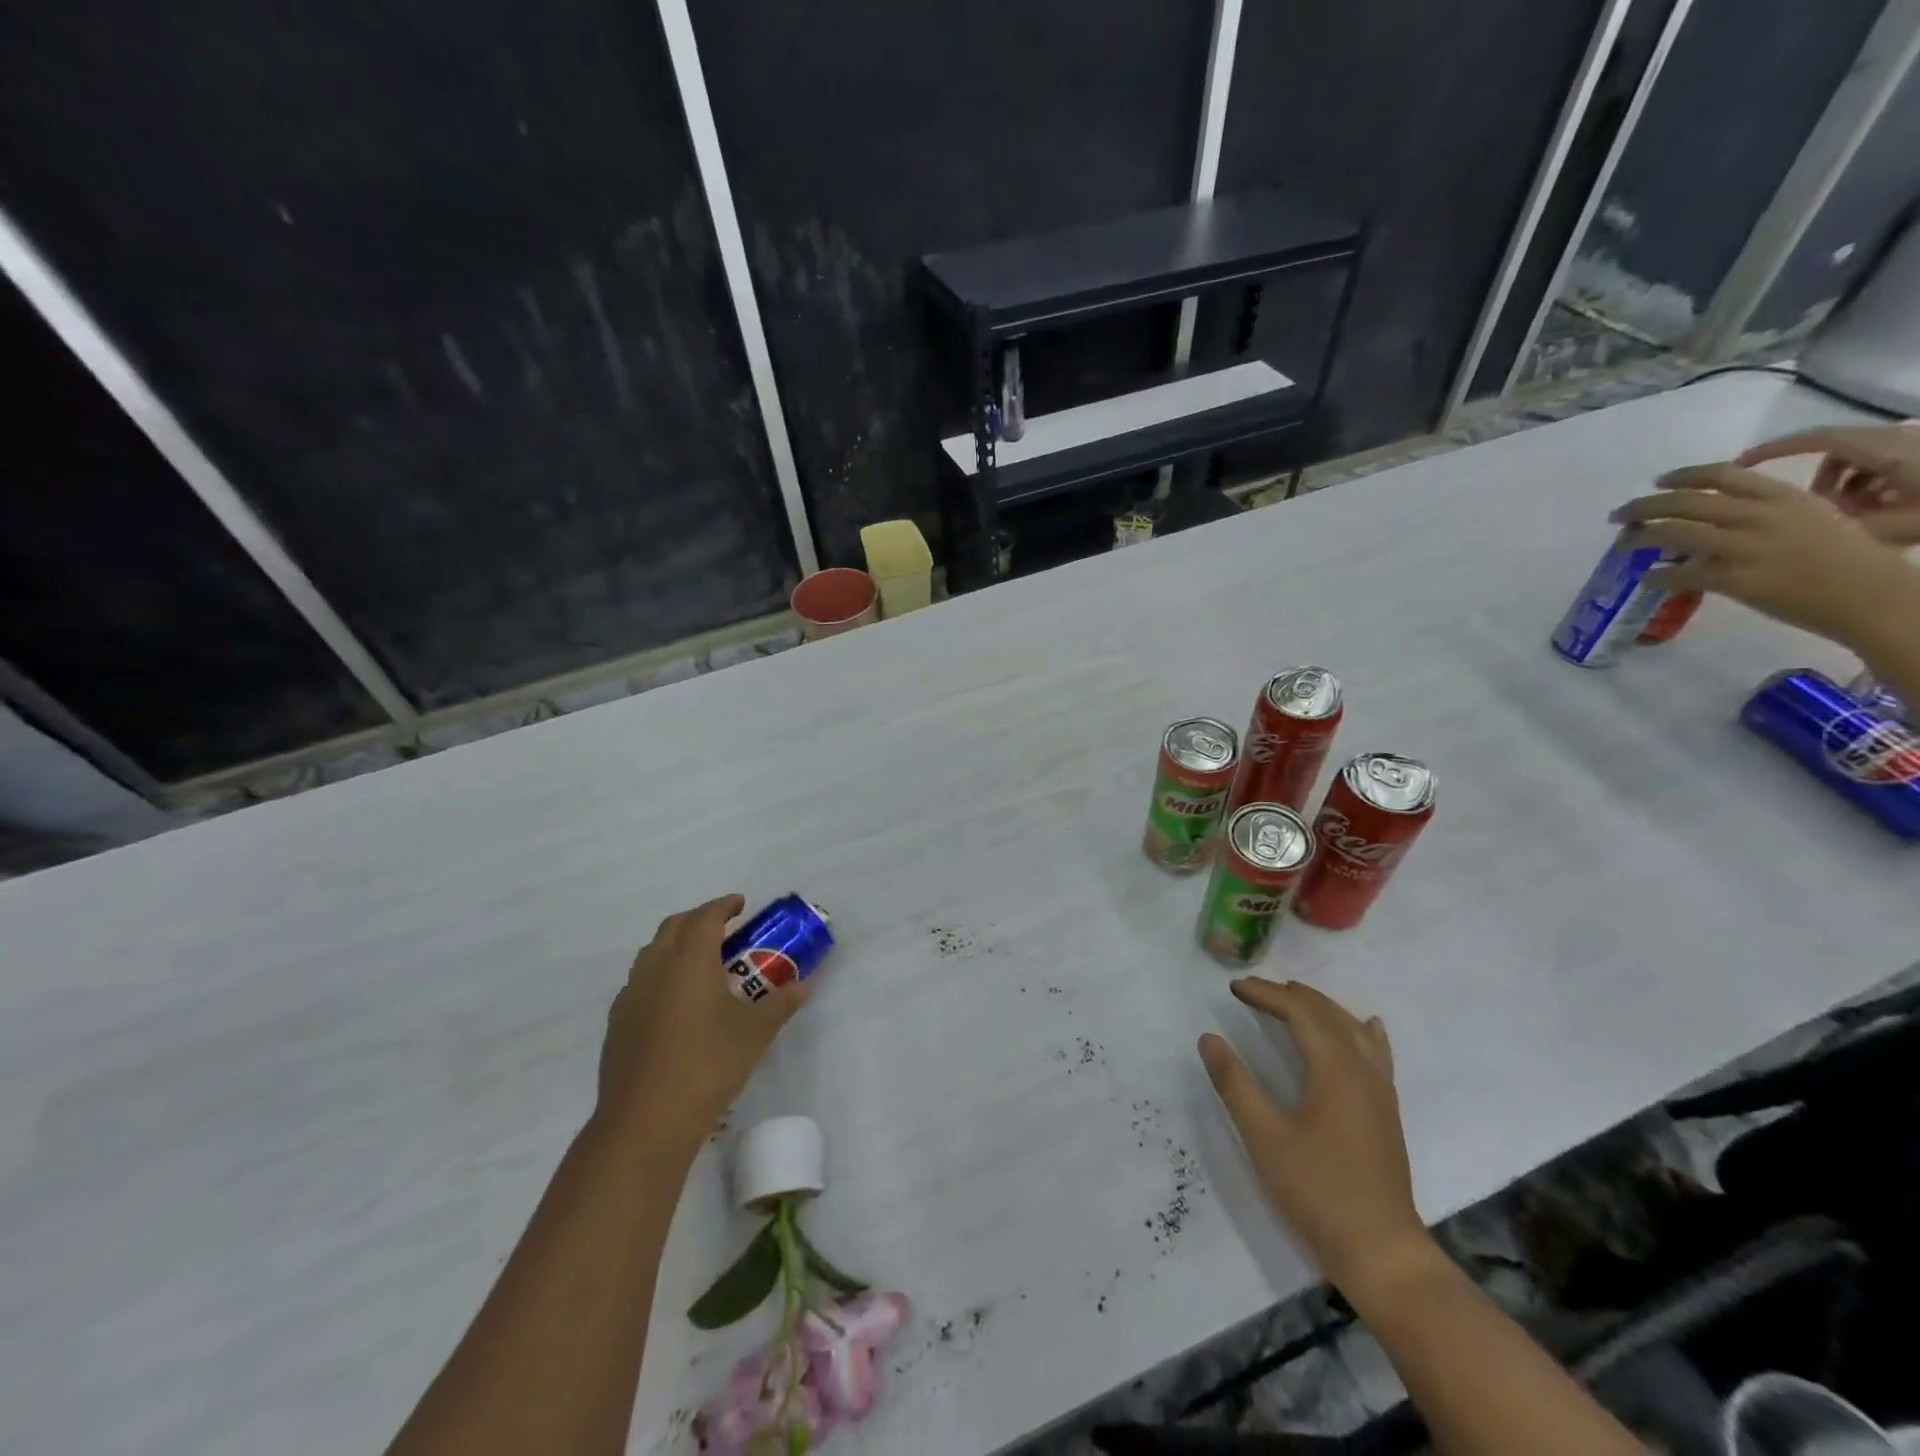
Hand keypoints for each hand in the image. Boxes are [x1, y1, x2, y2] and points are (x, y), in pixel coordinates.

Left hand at [597, 894, 807, 1148]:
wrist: (645, 1122)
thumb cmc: (707, 1065)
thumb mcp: (756, 1033)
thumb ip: (781, 1003)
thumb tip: (803, 986)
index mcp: (689, 960)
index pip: (705, 918)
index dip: (724, 906)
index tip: (741, 904)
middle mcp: (655, 968)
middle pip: (673, 927)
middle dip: (698, 920)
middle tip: (724, 929)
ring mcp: (631, 997)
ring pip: (652, 953)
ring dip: (676, 946)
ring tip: (702, 963)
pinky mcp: (618, 1024)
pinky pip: (641, 983)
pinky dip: (661, 976)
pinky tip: (678, 1003)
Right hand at [1199, 980, 1433, 1301]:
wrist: (1381, 1251)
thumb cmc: (1317, 1190)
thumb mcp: (1263, 1135)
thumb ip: (1234, 1083)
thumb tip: (1208, 1038)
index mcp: (1335, 1068)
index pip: (1299, 1013)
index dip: (1266, 995)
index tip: (1234, 988)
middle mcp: (1362, 1070)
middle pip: (1328, 1014)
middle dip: (1290, 995)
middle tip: (1253, 989)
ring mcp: (1380, 1091)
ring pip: (1353, 1030)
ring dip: (1321, 1008)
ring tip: (1293, 998)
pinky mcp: (1386, 1112)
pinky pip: (1376, 1053)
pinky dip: (1362, 1031)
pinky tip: (1366, 1026)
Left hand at [1612, 465, 1918, 650]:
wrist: (1871, 595)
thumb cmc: (1847, 558)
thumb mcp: (1812, 519)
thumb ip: (1764, 513)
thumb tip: (1714, 518)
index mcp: (1783, 497)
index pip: (1722, 475)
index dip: (1682, 476)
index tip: (1657, 481)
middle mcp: (1761, 516)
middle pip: (1684, 502)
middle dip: (1643, 506)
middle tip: (1619, 515)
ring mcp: (1746, 548)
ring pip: (1673, 533)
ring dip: (1638, 538)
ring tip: (1622, 546)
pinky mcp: (1735, 580)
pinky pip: (1679, 574)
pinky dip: (1656, 576)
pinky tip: (1646, 579)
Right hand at [1738, 424, 1919, 546]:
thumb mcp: (1899, 527)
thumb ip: (1843, 528)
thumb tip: (1794, 534)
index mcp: (1885, 451)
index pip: (1815, 439)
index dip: (1773, 450)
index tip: (1739, 465)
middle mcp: (1900, 441)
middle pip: (1838, 453)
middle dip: (1819, 482)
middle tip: (1812, 511)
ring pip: (1863, 462)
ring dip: (1848, 488)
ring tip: (1858, 518)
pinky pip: (1888, 466)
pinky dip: (1875, 487)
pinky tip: (1887, 512)